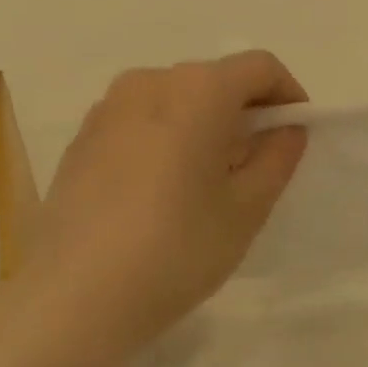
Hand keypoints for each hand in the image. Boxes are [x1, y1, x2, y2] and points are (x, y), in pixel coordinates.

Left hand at [11, 51, 308, 366]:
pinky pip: (141, 121)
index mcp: (197, 90)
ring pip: (176, 99)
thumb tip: (287, 129)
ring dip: (205, 125)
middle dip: (246, 113)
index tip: (295, 136)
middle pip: (215, 80)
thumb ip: (277, 158)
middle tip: (257, 166)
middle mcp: (150, 82)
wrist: (72, 299)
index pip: (260, 67)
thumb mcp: (246, 209)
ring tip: (208, 182)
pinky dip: (167, 138)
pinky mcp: (82, 137)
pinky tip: (162, 192)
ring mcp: (108, 108)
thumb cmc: (175, 250)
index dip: (288, 95)